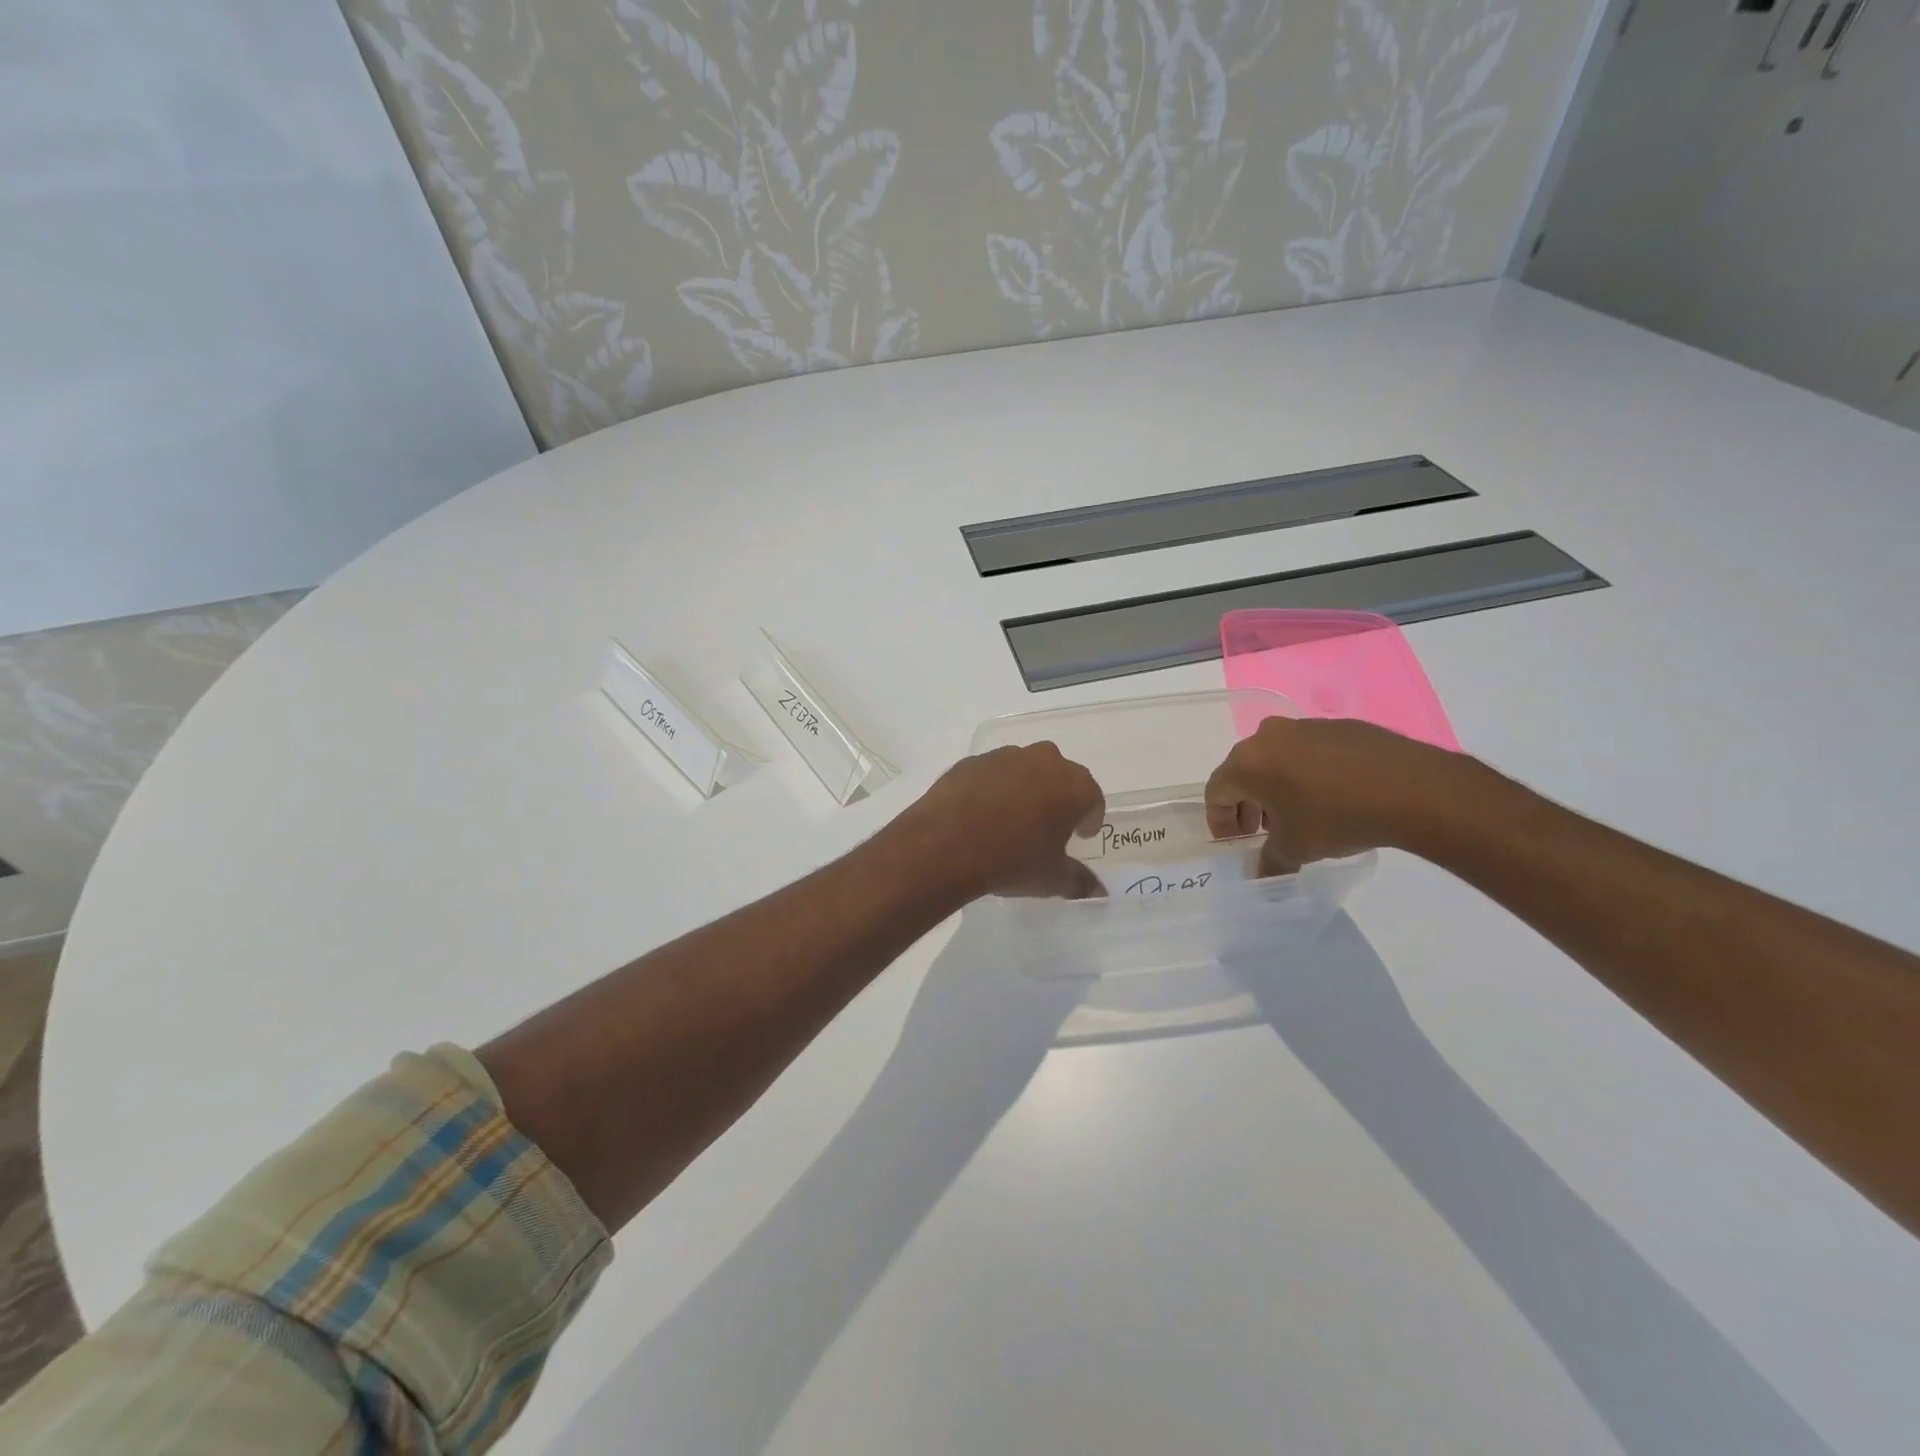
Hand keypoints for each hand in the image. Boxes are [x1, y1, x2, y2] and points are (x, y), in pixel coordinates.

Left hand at [891, 743, 1105, 900]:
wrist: (946, 844)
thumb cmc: (1011, 860)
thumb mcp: (1051, 878)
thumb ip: (1079, 881)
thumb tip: (1099, 891)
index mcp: (1073, 785)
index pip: (1093, 798)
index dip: (1088, 819)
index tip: (1080, 835)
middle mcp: (1043, 760)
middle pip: (1060, 777)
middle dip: (1058, 798)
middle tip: (1047, 826)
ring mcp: (1005, 756)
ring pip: (1025, 770)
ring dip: (1025, 789)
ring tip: (1012, 820)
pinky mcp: (972, 761)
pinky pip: (992, 774)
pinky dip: (993, 789)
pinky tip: (981, 814)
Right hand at [1204, 717, 1473, 873]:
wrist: (1410, 788)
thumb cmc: (1337, 817)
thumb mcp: (1297, 848)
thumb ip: (1269, 861)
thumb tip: (1260, 874)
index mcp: (1247, 762)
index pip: (1216, 791)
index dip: (1220, 820)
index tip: (1236, 842)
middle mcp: (1269, 736)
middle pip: (1244, 771)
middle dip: (1248, 803)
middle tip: (1262, 830)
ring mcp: (1305, 726)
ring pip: (1276, 759)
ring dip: (1277, 787)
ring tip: (1298, 814)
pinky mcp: (1338, 726)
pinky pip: (1308, 751)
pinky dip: (1307, 773)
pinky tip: (1331, 796)